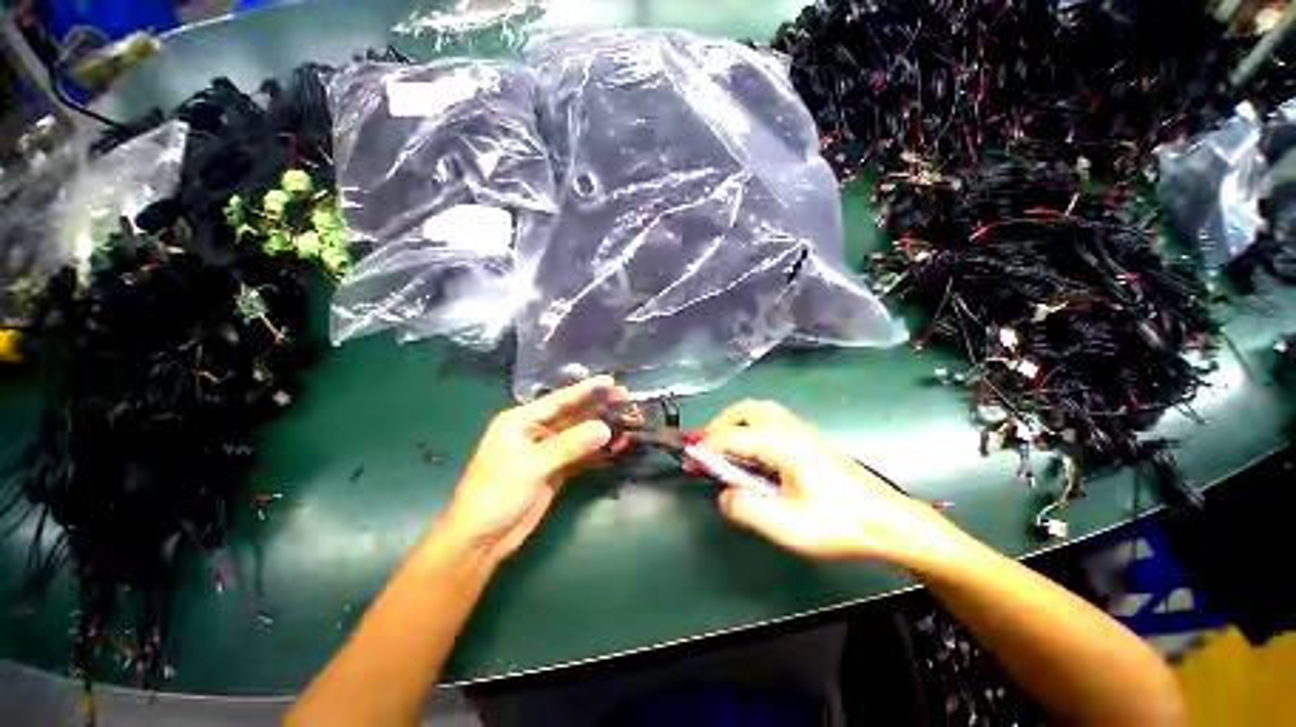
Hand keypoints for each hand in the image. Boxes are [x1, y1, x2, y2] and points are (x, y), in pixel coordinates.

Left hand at [441, 376, 625, 561]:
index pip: (559, 400)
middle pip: (572, 415)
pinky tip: (617, 446)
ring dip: (601, 429)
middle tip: (625, 399)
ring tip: (628, 421)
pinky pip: (581, 455)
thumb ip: (568, 446)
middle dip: (598, 408)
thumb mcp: (529, 467)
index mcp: (521, 421)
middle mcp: (536, 431)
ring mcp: (547, 451)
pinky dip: (598, 451)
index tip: (611, 380)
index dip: (586, 390)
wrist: (482, 541)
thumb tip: (605, 429)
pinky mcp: (556, 470)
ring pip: (579, 434)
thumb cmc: (495, 496)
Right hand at [700, 400, 959, 566]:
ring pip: (760, 411)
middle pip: (746, 409)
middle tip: (709, 449)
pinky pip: (772, 421)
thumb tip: (724, 496)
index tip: (690, 461)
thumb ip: (746, 508)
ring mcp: (802, 432)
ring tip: (728, 448)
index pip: (731, 435)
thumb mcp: (787, 526)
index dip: (706, 447)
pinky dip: (752, 428)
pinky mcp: (810, 441)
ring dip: (737, 423)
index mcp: (781, 443)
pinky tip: (755, 454)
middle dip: (721, 424)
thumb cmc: (839, 524)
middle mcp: (789, 429)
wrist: (890, 523)